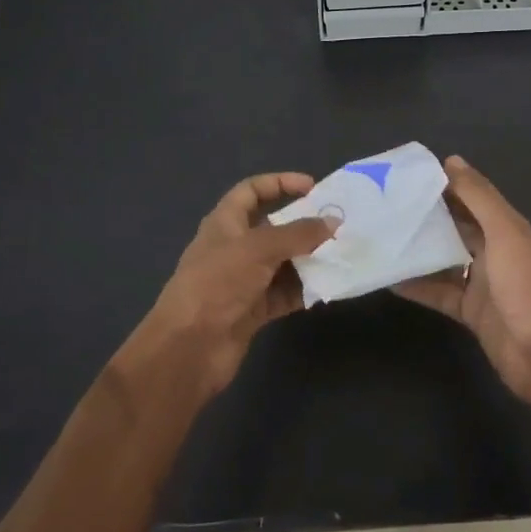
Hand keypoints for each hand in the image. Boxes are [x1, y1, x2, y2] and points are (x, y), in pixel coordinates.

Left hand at [128, 173, 334, 398]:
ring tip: (341, 255)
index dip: (280, 183)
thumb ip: (298, 233)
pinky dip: (304, 289)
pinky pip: (285, 293)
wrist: (189, 348)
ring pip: (283, 262)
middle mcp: (235, 248)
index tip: (313, 187)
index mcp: (225, 223)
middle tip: (338, 225)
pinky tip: (328, 287)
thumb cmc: (218, 283)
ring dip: (309, 259)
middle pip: (274, 227)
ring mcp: (244, 280)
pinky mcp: (253, 310)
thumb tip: (333, 222)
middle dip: (304, 225)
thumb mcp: (259, 248)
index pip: (252, 190)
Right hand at [393, 157, 530, 414]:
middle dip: (427, 213)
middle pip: (455, 224)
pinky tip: (389, 278)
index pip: (471, 195)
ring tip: (382, 235)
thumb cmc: (524, 285)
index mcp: (505, 226)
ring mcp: (480, 281)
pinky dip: (417, 285)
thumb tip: (451, 160)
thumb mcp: (503, 232)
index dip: (444, 182)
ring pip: (444, 257)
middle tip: (386, 202)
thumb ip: (478, 197)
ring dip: (418, 248)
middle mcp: (492, 249)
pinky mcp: (469, 310)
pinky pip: (438, 291)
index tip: (407, 173)